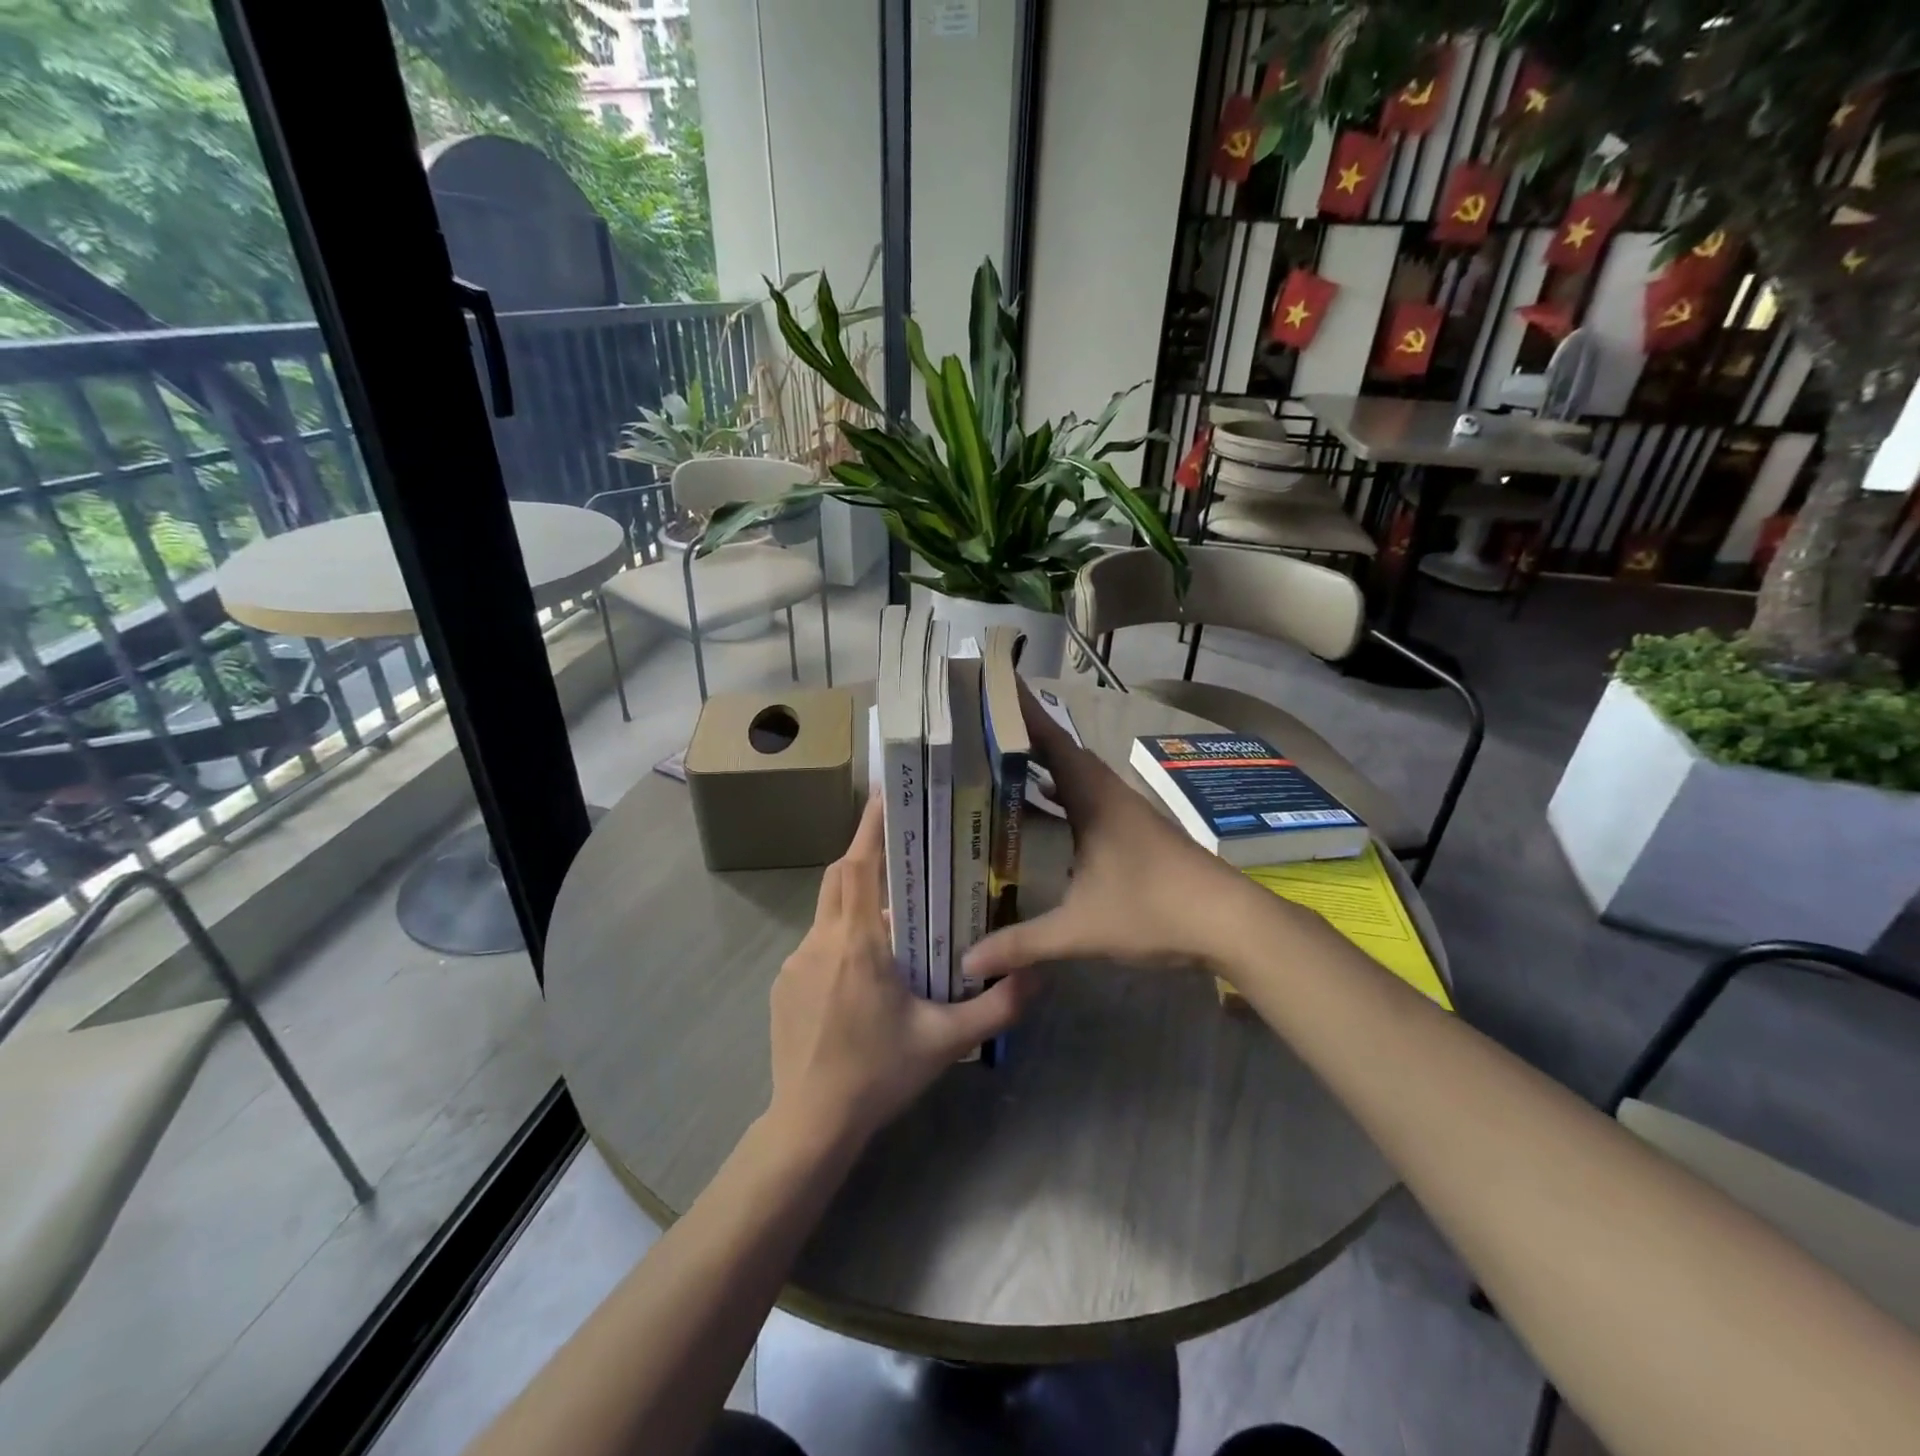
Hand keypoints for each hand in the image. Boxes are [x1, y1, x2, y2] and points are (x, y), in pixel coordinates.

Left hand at [769, 795, 1029, 1149]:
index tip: (885, 793)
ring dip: (856, 902)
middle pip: (839, 877)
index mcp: (858, 943)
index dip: (870, 826)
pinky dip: (840, 937)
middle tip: (901, 852)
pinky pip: (816, 943)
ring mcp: (795, 962)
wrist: (810, 1125)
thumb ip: (997, 1007)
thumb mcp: (945, 1042)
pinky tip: (862, 974)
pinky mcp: (784, 984)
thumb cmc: (878, 1075)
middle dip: (866, 855)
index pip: (860, 865)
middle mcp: (821, 941)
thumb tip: (1039, 974)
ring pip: (827, 910)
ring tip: (892, 921)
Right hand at [963, 681, 1266, 980]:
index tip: (994, 684)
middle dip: (1026, 735)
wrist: (1230, 921)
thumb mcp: (1080, 929)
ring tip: (1007, 760)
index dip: (1022, 712)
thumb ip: (1022, 943)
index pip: (1051, 742)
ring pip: (1080, 774)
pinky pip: (1092, 795)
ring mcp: (1129, 811)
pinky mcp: (1139, 830)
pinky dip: (1066, 790)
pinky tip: (1052, 809)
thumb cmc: (1153, 910)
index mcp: (1094, 800)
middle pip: (1063, 752)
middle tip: (984, 726)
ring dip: (1048, 763)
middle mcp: (1110, 795)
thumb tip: (968, 963)